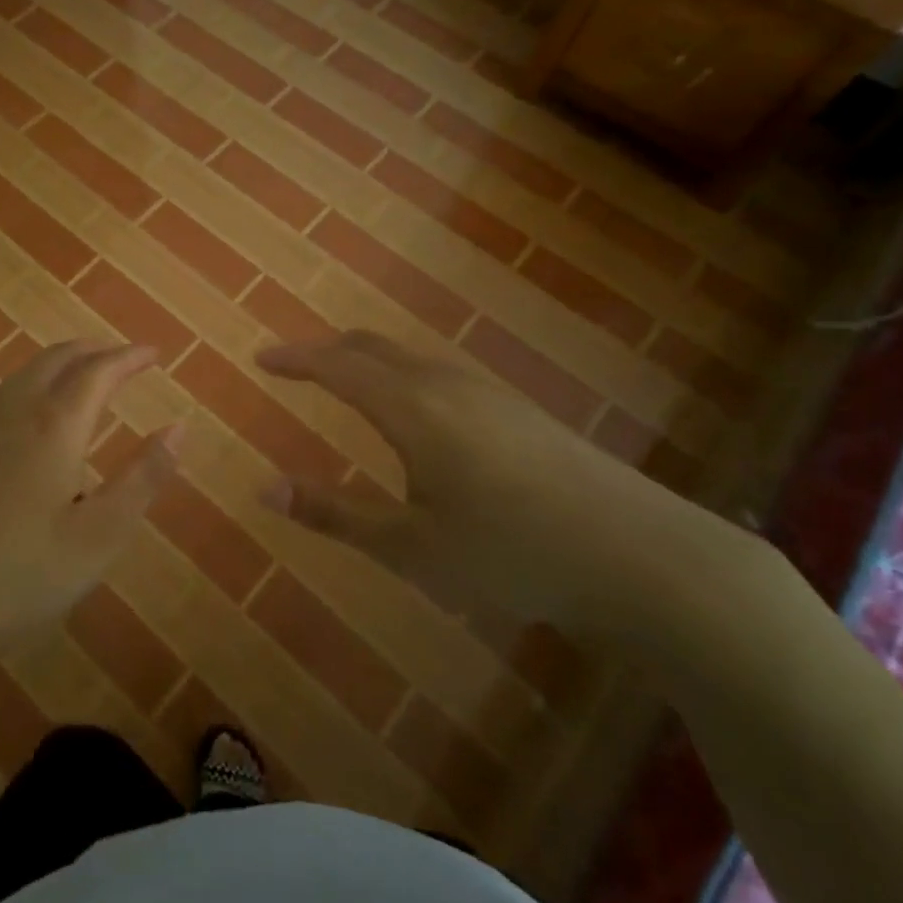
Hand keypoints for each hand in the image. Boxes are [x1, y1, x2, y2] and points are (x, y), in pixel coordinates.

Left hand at [0, 340, 180, 676]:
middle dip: (92, 351)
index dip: (129, 357)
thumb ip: (143, 478)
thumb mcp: (100, 536)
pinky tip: (19, 431)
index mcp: (53, 426)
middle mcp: (9, 413)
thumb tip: (178, 428)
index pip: (99, 371)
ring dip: (54, 369)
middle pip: (55, 359)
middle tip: (118, 357)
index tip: (153, 353)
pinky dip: (22, 397)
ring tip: (76, 383)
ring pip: (18, 378)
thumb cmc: (20, 577)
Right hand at [257, 330, 737, 640]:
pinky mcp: (518, 410)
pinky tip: (415, 414)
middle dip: (328, 351)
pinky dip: (402, 376)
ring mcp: (488, 392)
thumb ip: (334, 513)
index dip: (295, 358)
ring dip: (367, 362)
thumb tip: (265, 488)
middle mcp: (446, 383)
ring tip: (345, 384)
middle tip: (296, 365)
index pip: (337, 366)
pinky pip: (439, 374)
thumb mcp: (410, 546)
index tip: (261, 358)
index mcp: (411, 407)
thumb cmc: (511, 552)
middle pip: (373, 347)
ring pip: (410, 358)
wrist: (642, 555)